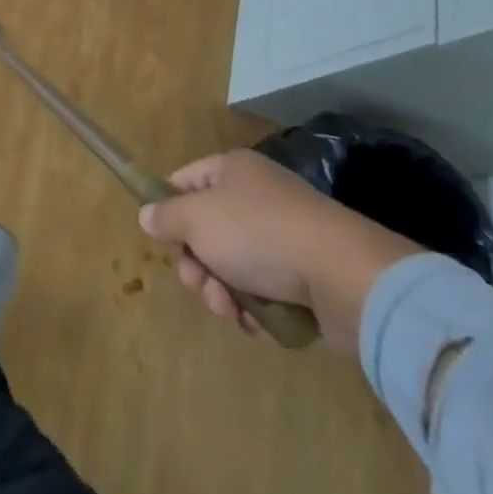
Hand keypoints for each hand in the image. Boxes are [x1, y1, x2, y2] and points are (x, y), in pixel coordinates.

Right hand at [138, 150, 421, 350]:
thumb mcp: (196, 219)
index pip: (186, 180)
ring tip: (230, 309)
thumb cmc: (258, 234)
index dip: (169, 207)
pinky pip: (267, 292)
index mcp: (234, 171)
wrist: (344, 277)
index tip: (163, 237)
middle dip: (197, 264)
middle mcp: (260, 198)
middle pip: (209, 230)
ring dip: (223, 292)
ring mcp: (287, 238)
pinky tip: (256, 323)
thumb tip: (147, 216)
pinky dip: (256, 310)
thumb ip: (166, 217)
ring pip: (236, 267)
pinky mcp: (309, 279)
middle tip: (198, 284)